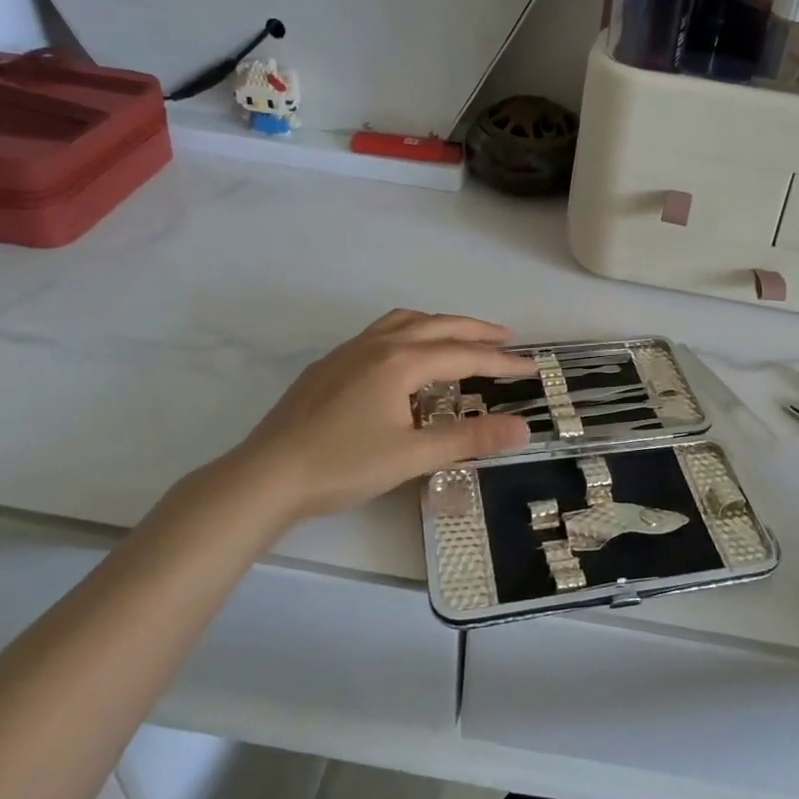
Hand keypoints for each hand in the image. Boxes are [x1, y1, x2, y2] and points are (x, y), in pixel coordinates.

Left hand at [197, 309, 535, 524]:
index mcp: (400, 361)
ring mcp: (348, 352)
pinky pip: (380, 333)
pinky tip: (404, 359)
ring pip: (404, 322)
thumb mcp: (412, 456)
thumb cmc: (342, 466)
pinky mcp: (329, 366)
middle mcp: (377, 345)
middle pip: (437, 326)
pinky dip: (408, 333)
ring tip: (458, 338)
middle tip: (507, 339)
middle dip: (475, 331)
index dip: (502, 361)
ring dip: (439, 325)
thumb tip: (523, 428)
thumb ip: (469, 439)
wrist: (266, 476)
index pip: (464, 355)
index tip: (533, 367)